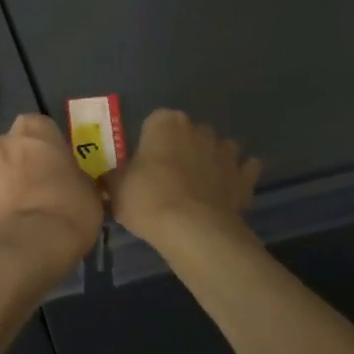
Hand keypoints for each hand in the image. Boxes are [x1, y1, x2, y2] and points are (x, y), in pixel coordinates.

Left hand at [0, 114, 104, 275]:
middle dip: (20, 161)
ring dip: (1, 184)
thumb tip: (72, 182)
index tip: (56, 163)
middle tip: (38, 186)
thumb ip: (75, 175)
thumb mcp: (89, 188)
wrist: (33, 246)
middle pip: (10, 146)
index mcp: (34, 131)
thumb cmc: (70, 209)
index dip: (46, 144)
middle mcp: (2, 143)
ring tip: (18, 210)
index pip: (37, 125)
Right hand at [104, 109, 260, 244]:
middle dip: (182, 149)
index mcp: (165, 122)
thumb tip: (109, 177)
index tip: (143, 164)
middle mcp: (198, 129)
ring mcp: (226, 152)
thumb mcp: (116, 188)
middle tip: (168, 178)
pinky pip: (244, 170)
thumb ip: (113, 177)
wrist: (192, 230)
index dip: (149, 143)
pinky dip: (238, 178)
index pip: (155, 122)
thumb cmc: (148, 199)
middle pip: (189, 133)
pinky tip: (226, 193)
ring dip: (212, 161)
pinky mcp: (245, 177)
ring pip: (219, 148)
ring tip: (198, 187)